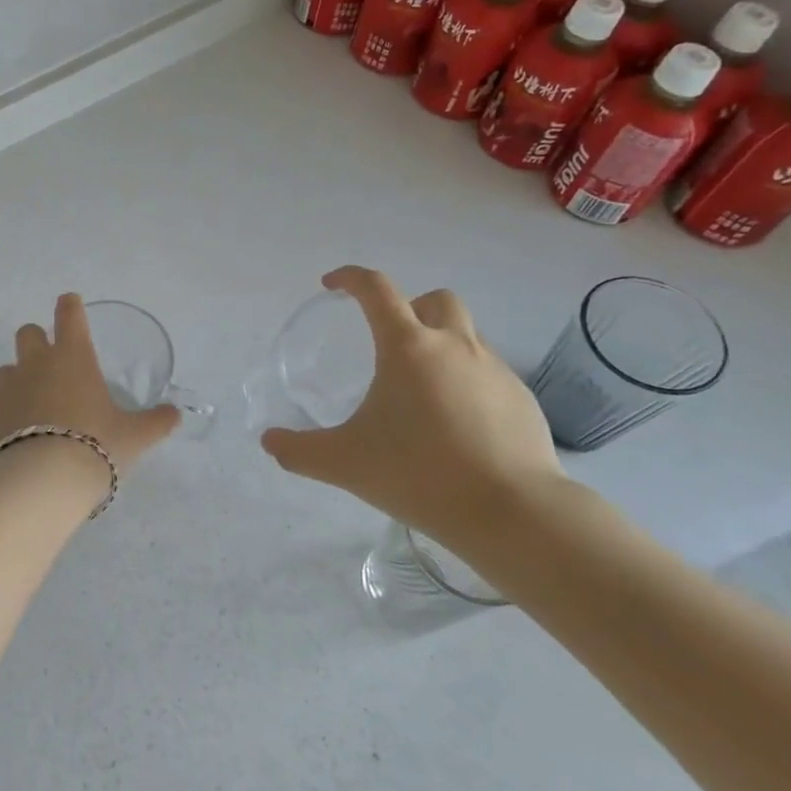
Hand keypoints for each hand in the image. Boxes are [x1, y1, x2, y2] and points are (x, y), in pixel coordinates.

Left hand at [0, 294, 180, 468]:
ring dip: (18, 383)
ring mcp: (4, 387)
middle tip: (51, 367)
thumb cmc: (96, 445)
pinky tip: (8, 437)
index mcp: (73, 357)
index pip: (69, 315)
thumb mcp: (134, 436)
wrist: (45, 481)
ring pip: (5, 371)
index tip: (70, 304)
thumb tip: (175, 414)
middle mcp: (35, 364)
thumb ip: (156, 421)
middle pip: (28, 333)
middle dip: (37, 342)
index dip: (70, 306)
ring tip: (32, 411)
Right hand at [260, 267, 562, 544]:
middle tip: (390, 342)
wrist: (510, 511)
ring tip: (423, 392)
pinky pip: (489, 373)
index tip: (332, 285)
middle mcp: (455, 346)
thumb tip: (269, 441)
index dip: (351, 278)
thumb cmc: (418, 474)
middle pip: (435, 300)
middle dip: (410, 308)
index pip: (376, 289)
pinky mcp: (522, 398)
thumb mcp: (345, 463)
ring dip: (441, 345)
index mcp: (408, 348)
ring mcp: (495, 370)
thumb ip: (300, 451)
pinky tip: (457, 425)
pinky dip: (467, 382)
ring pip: (466, 335)